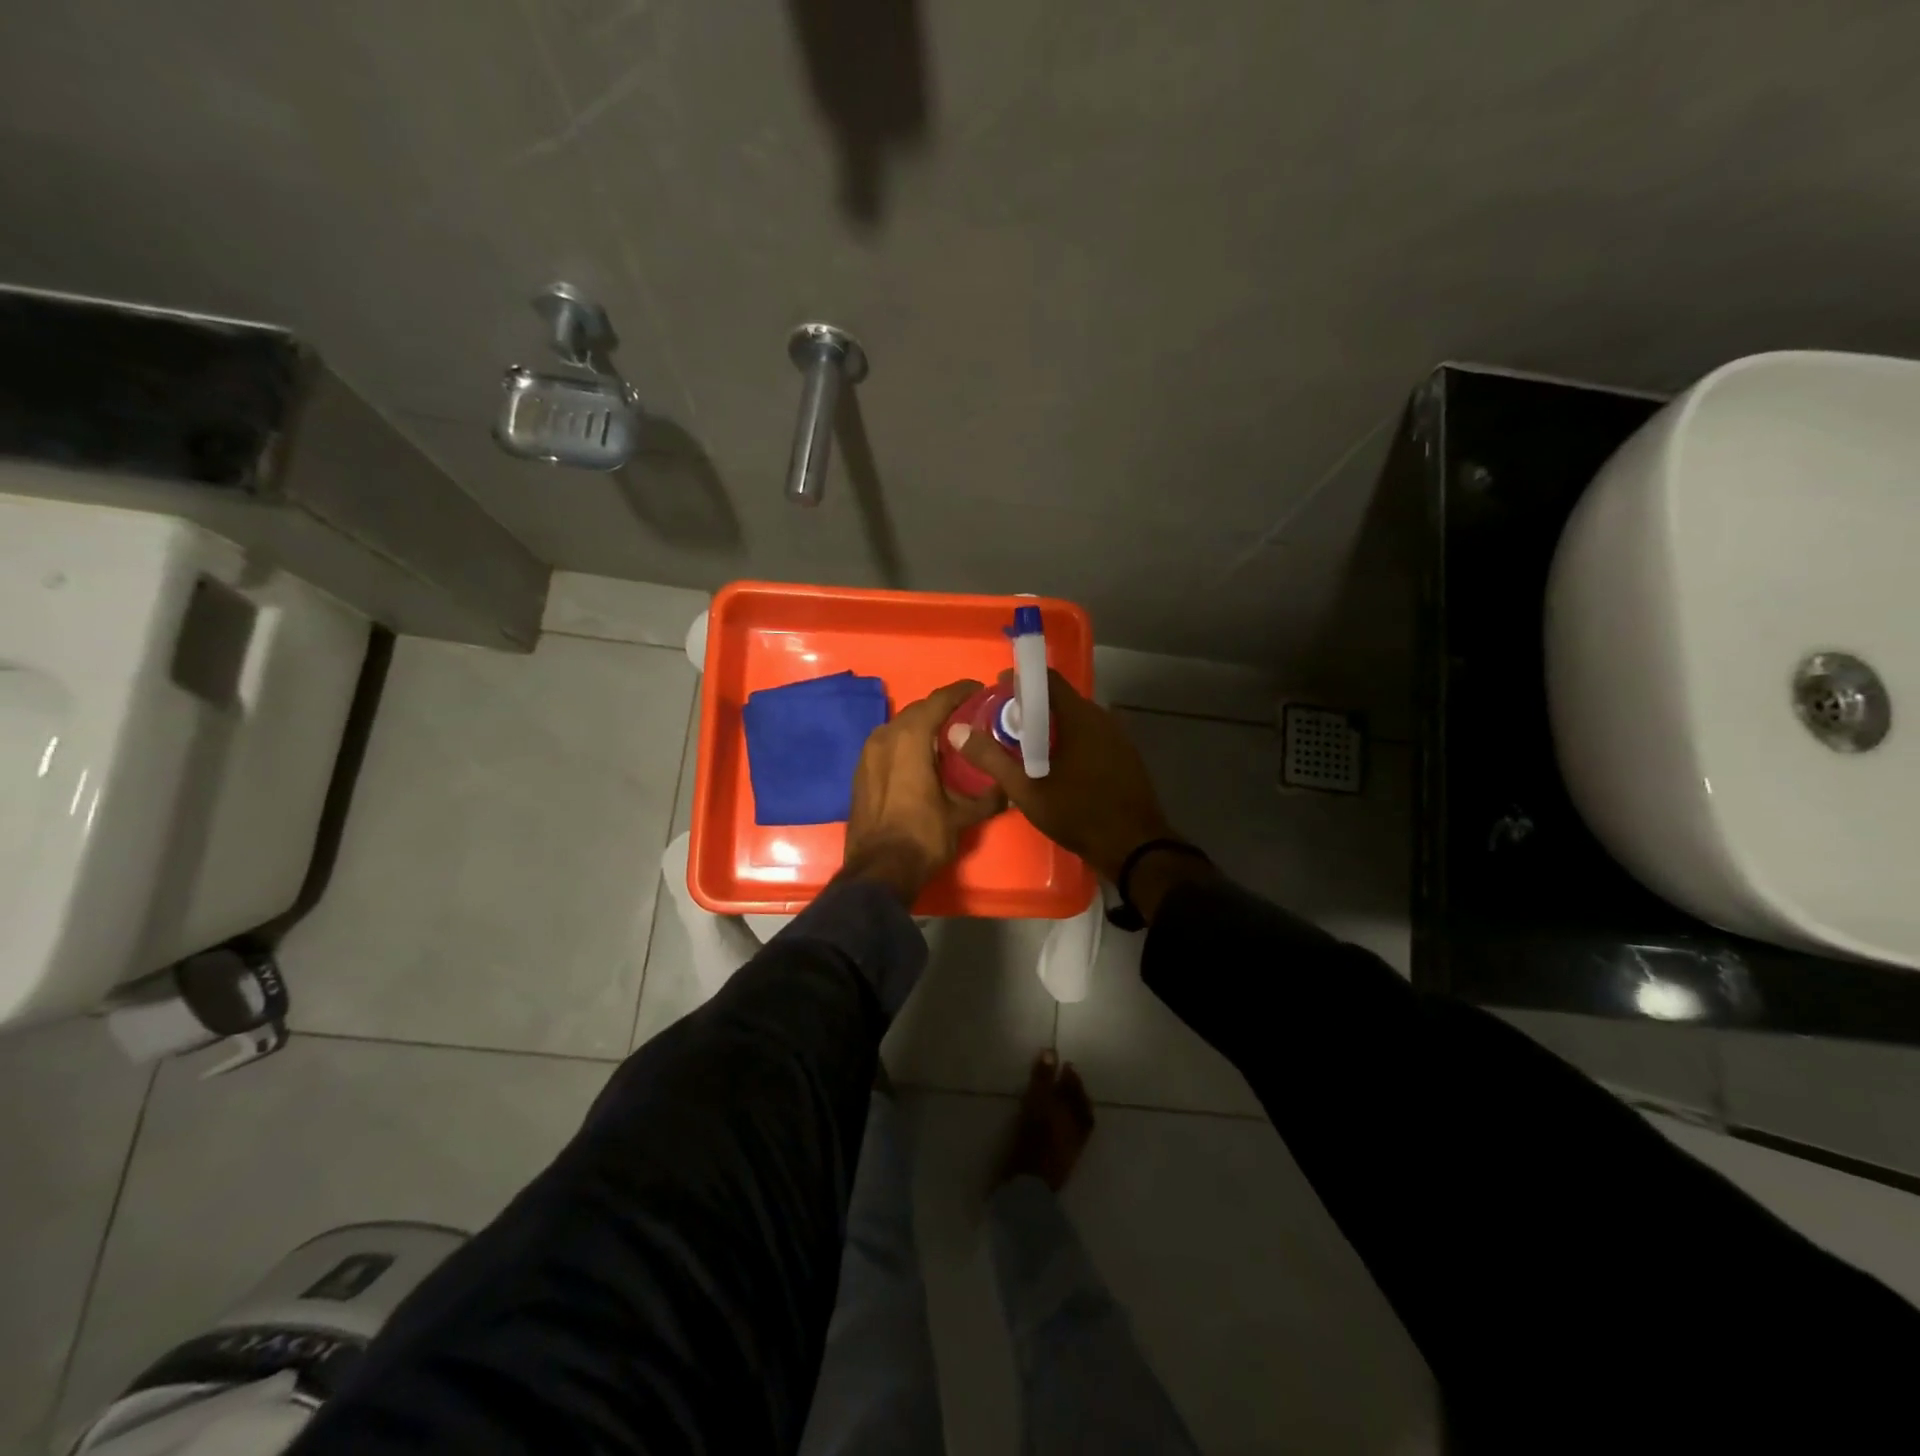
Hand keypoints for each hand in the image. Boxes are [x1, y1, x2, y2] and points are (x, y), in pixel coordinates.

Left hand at [842, 679, 1005, 903]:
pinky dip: (907, 745)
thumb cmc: (922, 836)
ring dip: (924, 727)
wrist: (877, 871)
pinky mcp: (861, 771)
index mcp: (909, 737)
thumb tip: (1010, 789)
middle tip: (971, 717)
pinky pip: (888, 745)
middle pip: (919, 710)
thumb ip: (988, 797)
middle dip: (944, 710)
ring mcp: (867, 753)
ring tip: (949, 738)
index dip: (962, 692)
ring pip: (901, 727)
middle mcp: (885, 736)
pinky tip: (924, 760)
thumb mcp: (962, 816)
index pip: (939, 700)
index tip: (982, 691)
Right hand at [951, 669, 1175, 882]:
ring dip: (1051, 726)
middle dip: (1032, 707)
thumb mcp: (1027, 790)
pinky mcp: (1125, 756)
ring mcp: (1118, 737)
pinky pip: (1091, 736)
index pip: (1047, 680)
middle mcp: (1102, 718)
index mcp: (1080, 717)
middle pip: (1061, 700)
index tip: (996, 691)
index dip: (1019, 681)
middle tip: (1004, 724)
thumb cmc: (1079, 814)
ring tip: (1025, 746)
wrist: (1135, 848)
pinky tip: (1056, 764)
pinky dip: (1070, 740)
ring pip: (1077, 720)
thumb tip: (957, 731)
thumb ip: (992, 758)